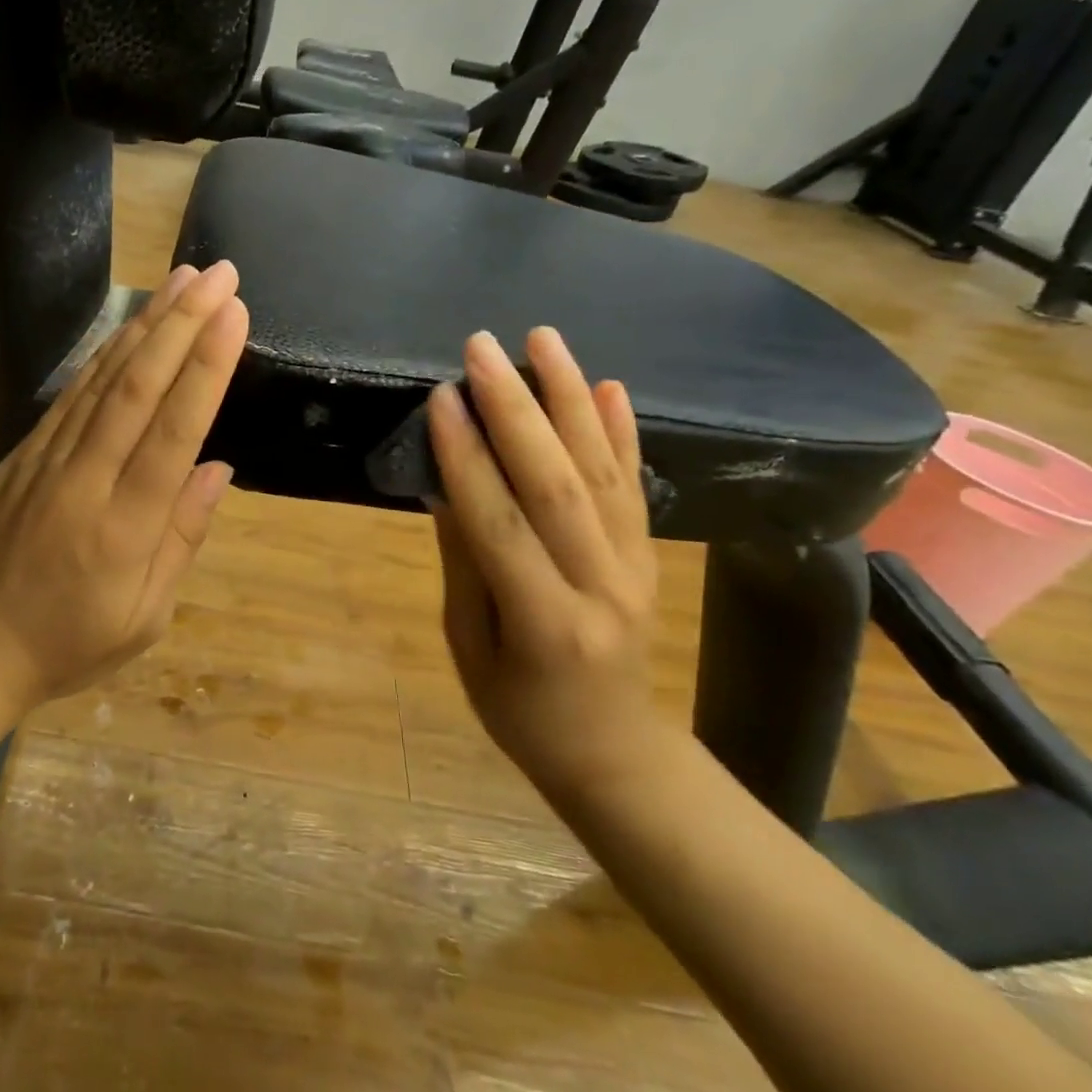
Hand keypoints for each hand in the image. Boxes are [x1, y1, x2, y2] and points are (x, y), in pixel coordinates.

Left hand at [0, 261, 248, 710]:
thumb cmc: (68, 646)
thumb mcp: (144, 617)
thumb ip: (182, 538)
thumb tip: (217, 468)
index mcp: (124, 529)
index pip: (172, 432)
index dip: (205, 368)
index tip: (233, 314)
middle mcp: (86, 481)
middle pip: (137, 388)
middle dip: (182, 324)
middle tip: (219, 274)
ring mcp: (46, 462)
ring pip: (101, 380)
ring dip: (146, 324)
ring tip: (181, 279)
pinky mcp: (22, 455)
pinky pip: (71, 395)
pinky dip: (104, 354)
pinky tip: (130, 326)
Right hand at [427, 326, 659, 796]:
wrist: (616, 753)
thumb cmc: (521, 712)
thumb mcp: (469, 648)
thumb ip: (464, 564)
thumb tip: (446, 485)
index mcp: (543, 622)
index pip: (499, 522)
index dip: (466, 457)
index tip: (442, 397)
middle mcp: (599, 586)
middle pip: (555, 483)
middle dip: (515, 407)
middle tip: (482, 347)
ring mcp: (635, 567)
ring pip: (600, 470)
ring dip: (569, 397)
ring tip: (544, 339)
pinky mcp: (650, 556)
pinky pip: (634, 486)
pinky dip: (621, 432)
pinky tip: (608, 386)